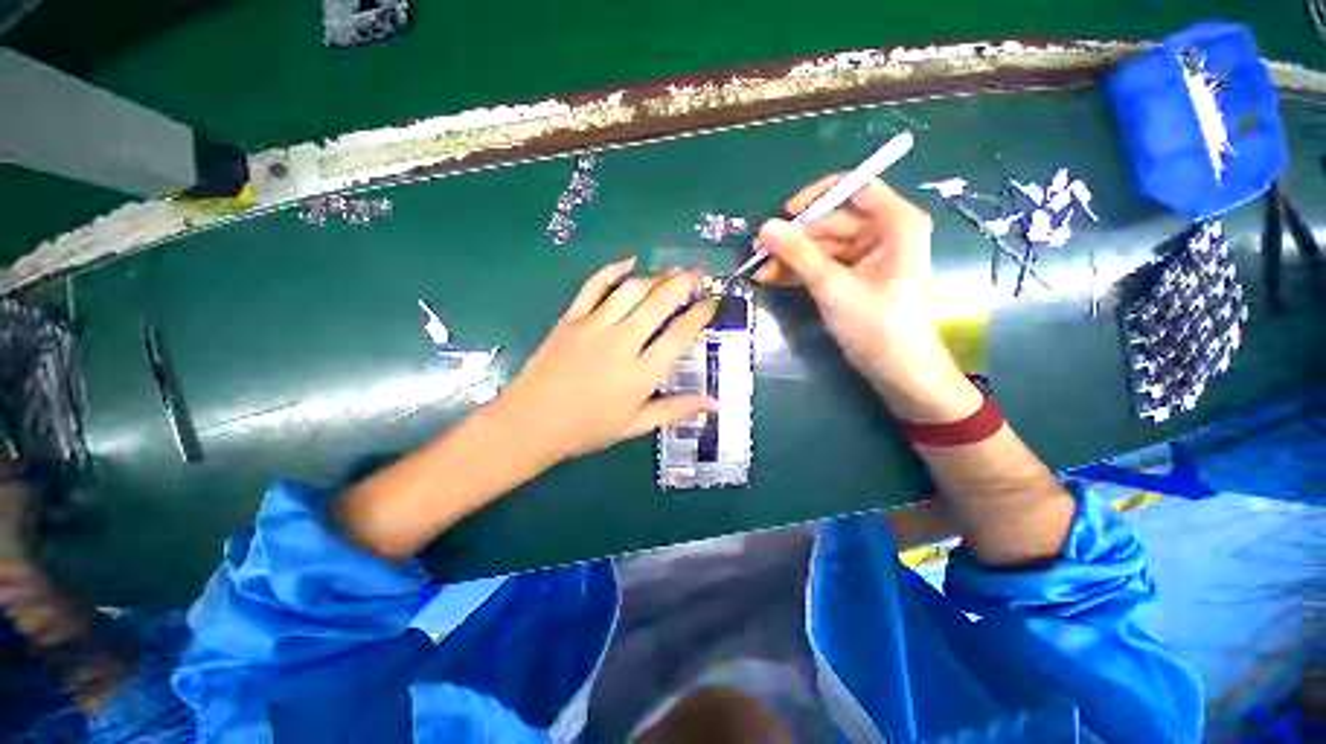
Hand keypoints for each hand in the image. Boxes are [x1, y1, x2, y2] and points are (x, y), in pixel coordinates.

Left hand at [491, 258, 716, 464]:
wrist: (531, 423)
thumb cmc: (587, 429)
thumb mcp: (636, 425)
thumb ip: (676, 409)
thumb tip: (714, 404)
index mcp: (641, 374)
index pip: (679, 335)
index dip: (699, 315)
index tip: (710, 303)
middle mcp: (622, 344)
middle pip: (659, 304)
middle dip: (683, 284)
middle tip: (698, 273)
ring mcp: (594, 327)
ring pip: (631, 290)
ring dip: (655, 276)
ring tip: (672, 271)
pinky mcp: (571, 319)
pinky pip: (593, 286)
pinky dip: (612, 270)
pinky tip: (629, 262)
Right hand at [756, 176, 979, 421]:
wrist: (897, 371)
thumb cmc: (876, 325)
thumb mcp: (833, 286)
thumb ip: (798, 254)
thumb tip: (765, 227)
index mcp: (896, 223)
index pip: (855, 188)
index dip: (817, 197)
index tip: (785, 215)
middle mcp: (884, 232)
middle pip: (832, 221)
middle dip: (794, 239)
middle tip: (758, 253)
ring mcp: (868, 256)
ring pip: (822, 246)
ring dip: (791, 258)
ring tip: (759, 272)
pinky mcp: (855, 277)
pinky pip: (823, 264)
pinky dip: (800, 271)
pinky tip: (773, 279)